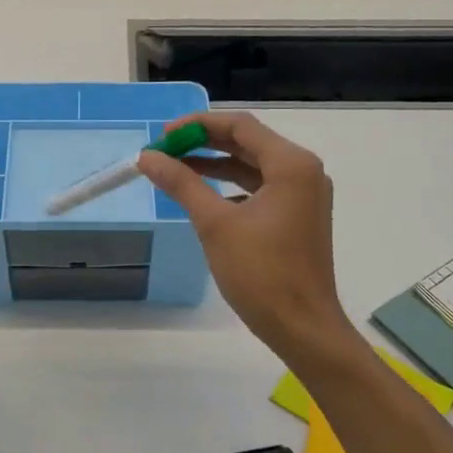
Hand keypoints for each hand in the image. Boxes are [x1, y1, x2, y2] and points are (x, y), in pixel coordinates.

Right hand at [138, 112, 351, 367]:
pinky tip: (203, 196)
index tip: (162, 136)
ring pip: (253, 166)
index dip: (198, 125)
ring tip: (175, 169)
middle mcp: (303, 171)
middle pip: (247, 142)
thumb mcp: (215, 224)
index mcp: (291, 165)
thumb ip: (181, 184)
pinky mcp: (298, 216)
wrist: (302, 327)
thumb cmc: (261, 274)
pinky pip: (260, 188)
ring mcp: (304, 195)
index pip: (239, 126)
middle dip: (204, 143)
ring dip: (215, 164)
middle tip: (164, 150)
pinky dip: (231, 186)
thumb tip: (148, 157)